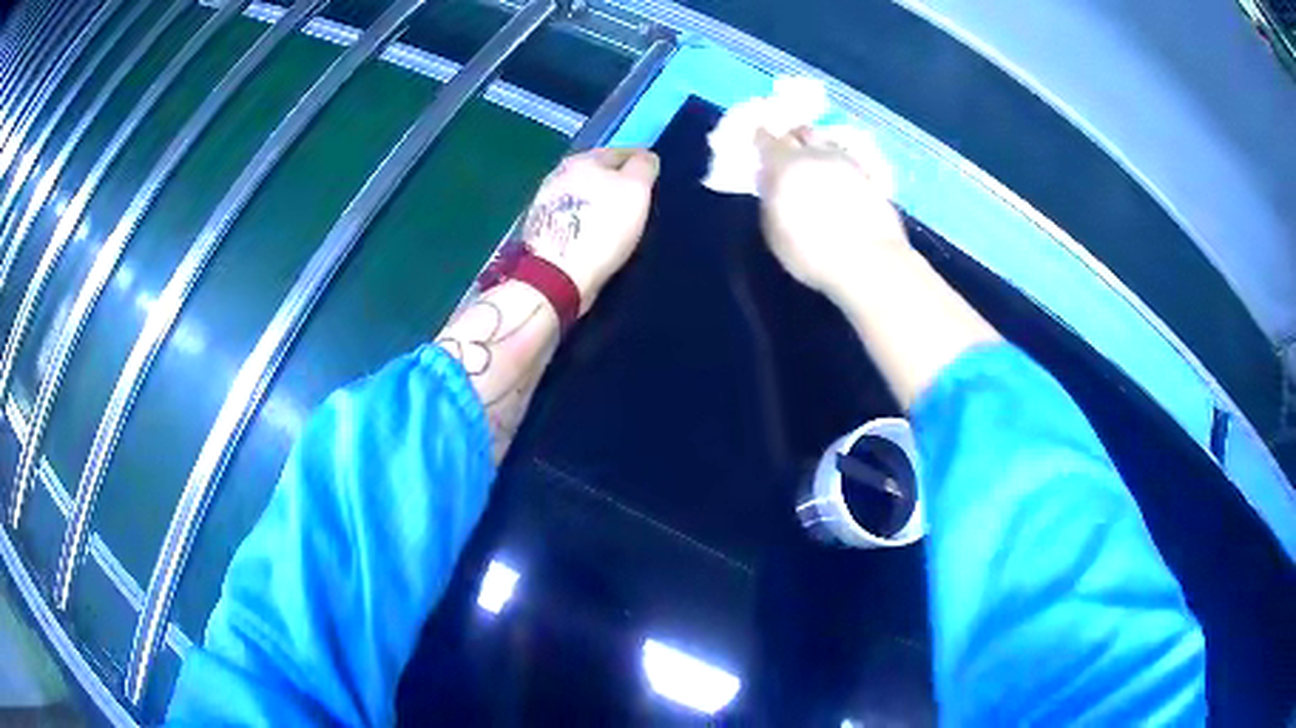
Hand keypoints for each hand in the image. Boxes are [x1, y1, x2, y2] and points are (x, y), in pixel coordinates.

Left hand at [522, 147, 659, 311]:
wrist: (557, 274)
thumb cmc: (602, 227)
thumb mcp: (636, 190)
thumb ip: (643, 167)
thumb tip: (645, 158)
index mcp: (583, 159)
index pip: (620, 152)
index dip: (640, 162)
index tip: (653, 176)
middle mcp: (559, 174)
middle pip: (597, 172)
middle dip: (616, 181)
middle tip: (637, 198)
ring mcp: (545, 202)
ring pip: (582, 194)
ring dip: (598, 201)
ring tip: (617, 218)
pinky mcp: (540, 229)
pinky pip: (572, 217)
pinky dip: (585, 221)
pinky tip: (595, 234)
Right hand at [756, 127, 909, 301]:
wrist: (869, 261)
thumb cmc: (811, 251)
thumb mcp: (774, 230)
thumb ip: (770, 198)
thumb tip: (770, 181)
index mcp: (785, 164)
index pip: (767, 139)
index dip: (761, 138)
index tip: (758, 139)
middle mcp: (816, 154)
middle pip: (801, 132)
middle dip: (792, 137)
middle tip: (787, 148)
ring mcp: (847, 162)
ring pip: (828, 141)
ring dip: (818, 146)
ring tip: (815, 160)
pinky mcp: (871, 176)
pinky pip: (849, 159)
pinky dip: (840, 162)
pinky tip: (840, 176)